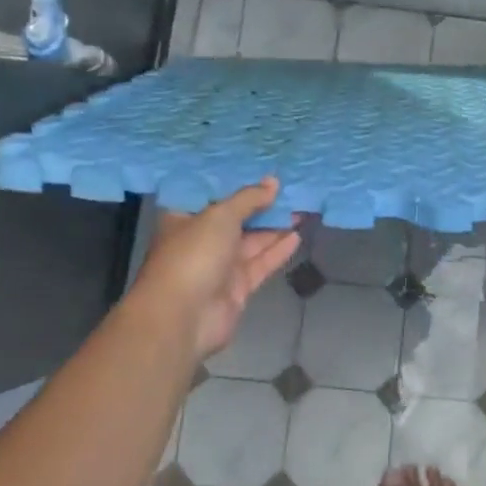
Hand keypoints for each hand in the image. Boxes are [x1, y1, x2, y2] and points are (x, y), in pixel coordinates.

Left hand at [131, 179, 300, 362]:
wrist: (183, 317)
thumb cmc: (194, 254)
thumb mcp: (220, 215)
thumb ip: (249, 198)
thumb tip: (273, 182)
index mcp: (185, 218)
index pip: (212, 194)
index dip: (235, 181)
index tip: (260, 168)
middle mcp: (201, 240)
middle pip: (236, 217)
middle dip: (261, 204)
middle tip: (290, 187)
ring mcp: (219, 265)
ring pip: (252, 241)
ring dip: (275, 226)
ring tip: (301, 207)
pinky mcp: (237, 287)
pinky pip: (261, 263)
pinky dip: (278, 250)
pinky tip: (297, 235)